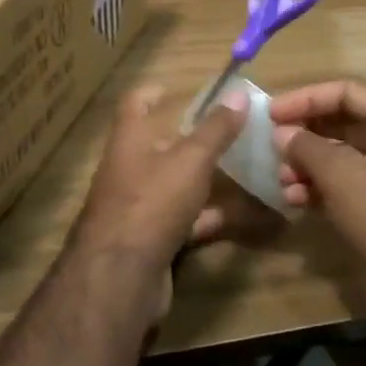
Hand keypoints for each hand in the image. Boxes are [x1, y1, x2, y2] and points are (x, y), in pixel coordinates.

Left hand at [66, 85, 248, 321]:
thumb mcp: (191, 160)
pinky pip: (184, 219)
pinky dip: (209, 216)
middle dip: (191, 138)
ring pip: (175, 184)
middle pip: (158, 145)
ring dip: (205, 179)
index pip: (135, 103)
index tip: (175, 88)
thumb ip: (216, 129)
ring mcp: (138, 206)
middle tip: (229, 132)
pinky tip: (241, 216)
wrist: (121, 276)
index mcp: (130, 140)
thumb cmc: (152, 202)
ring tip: (244, 170)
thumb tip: (237, 92)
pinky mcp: (150, 238)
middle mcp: (129, 168)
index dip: (153, 92)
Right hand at [269, 80, 365, 330]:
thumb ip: (308, 148)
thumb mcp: (343, 176)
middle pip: (345, 123)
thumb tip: (283, 133)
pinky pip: (348, 186)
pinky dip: (321, 188)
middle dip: (306, 133)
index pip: (349, 92)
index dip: (308, 98)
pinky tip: (294, 201)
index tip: (272, 113)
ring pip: (344, 157)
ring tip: (281, 179)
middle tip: (272, 144)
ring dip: (308, 164)